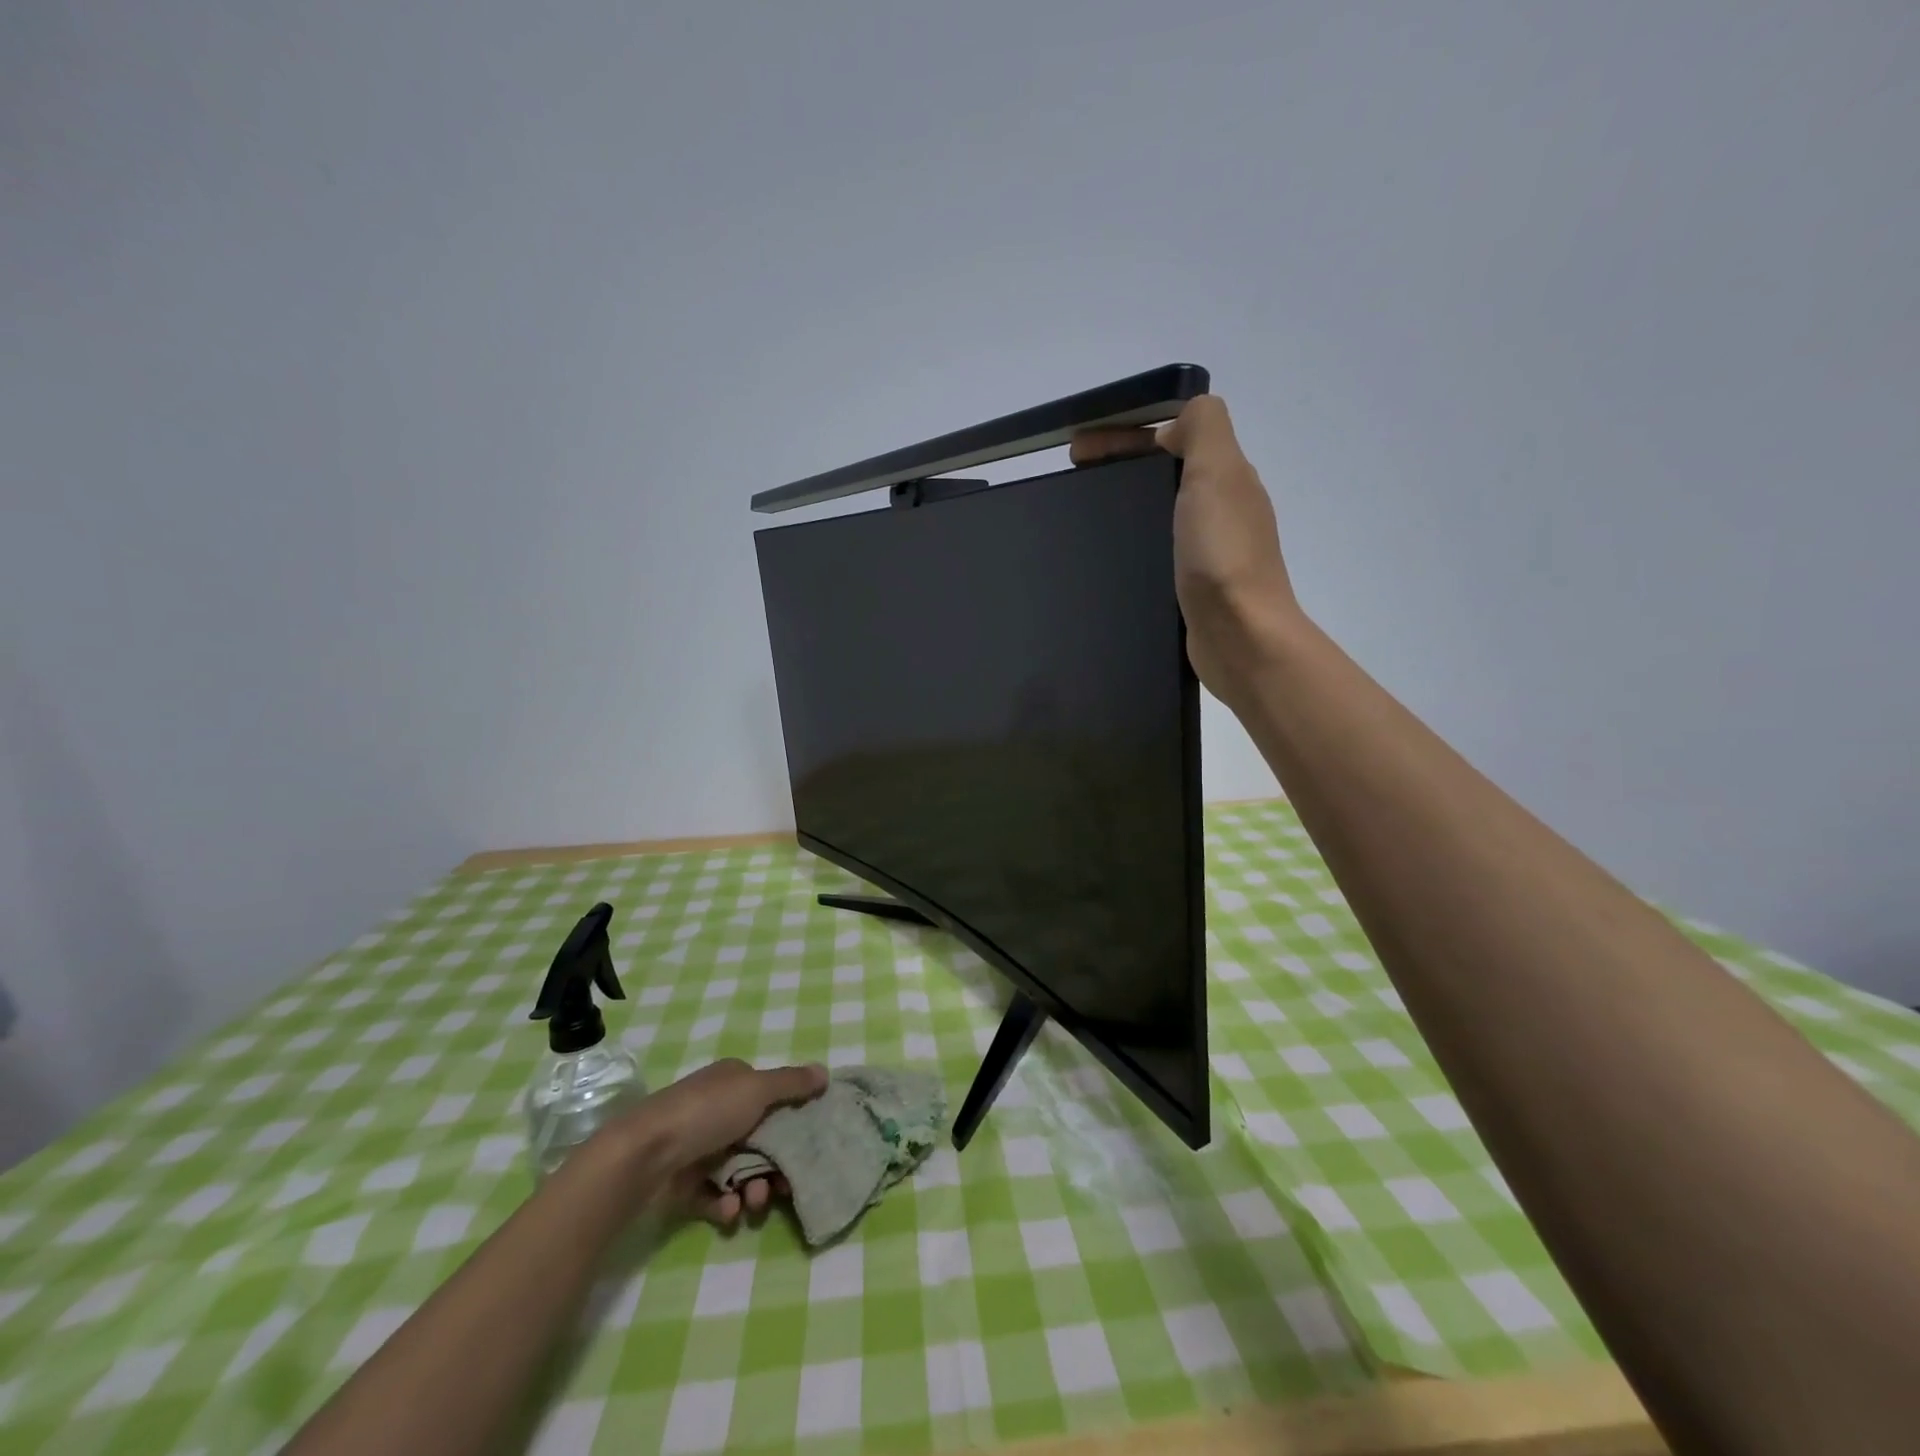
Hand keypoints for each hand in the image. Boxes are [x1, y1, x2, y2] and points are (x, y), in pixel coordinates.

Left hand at [618, 1058, 828, 1231]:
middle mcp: (717, 1110)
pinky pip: (714, 1195)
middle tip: (783, 1186)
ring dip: (752, 1188)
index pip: (771, 1097)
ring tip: (752, 1202)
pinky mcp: (684, 1181)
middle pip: (760, 1139)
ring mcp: (699, 1146)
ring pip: (740, 1170)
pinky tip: (728, 1211)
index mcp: (733, 1082)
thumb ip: (792, 1084)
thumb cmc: (706, 1112)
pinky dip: (725, 1204)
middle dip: (773, 1165)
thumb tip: (825, 1072)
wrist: (644, 1154)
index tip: (808, 1146)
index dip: (792, 1120)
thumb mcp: (757, 1089)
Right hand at [1070, 395, 1295, 696]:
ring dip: (1125, 503)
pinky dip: (1133, 541)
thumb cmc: (1222, 554)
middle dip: (1119, 466)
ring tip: (1084, 518)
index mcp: (1224, 476)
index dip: (1123, 434)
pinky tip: (1109, 557)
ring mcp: (1209, 549)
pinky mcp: (1194, 585)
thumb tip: (1180, 420)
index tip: (1076, 451)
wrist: (1241, 636)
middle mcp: (1220, 507)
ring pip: (1160, 510)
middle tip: (1072, 481)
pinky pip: (1159, 548)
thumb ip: (1204, 428)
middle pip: (1163, 471)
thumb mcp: (1217, 472)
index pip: (1170, 436)